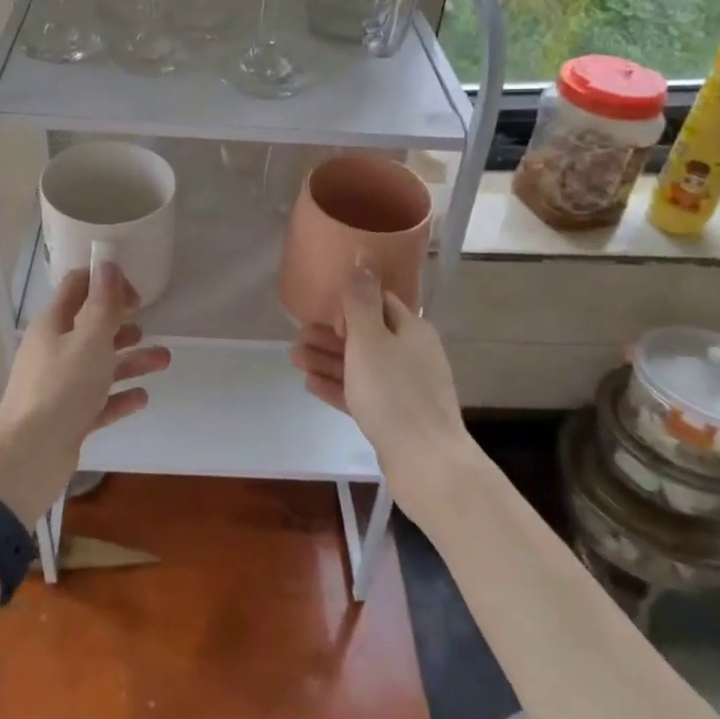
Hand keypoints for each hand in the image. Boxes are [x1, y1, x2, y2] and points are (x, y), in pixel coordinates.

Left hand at [0, 262, 169, 526]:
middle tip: (149, 322)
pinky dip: (119, 397)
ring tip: (164, 360)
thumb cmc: (62, 387)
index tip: (135, 292)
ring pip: (99, 365)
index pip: (77, 287)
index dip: (105, 281)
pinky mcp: (67, 418)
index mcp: (53, 323)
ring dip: (130, 360)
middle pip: (90, 327)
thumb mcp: (90, 339)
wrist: (28, 457)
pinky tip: (142, 398)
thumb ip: (103, 303)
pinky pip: (98, 401)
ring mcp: (59, 386)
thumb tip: (107, 264)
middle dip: (121, 322)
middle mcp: (54, 350)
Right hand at [289, 266, 472, 516]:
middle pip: (366, 335)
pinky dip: (338, 386)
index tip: (321, 308)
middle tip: (296, 336)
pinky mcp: (396, 417)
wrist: (426, 463)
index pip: (379, 302)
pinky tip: (311, 385)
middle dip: (330, 334)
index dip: (349, 302)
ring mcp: (405, 387)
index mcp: (411, 329)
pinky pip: (362, 393)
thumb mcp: (369, 339)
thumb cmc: (394, 393)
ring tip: (293, 359)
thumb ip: (360, 299)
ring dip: (327, 359)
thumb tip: (363, 254)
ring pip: (361, 365)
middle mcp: (412, 353)